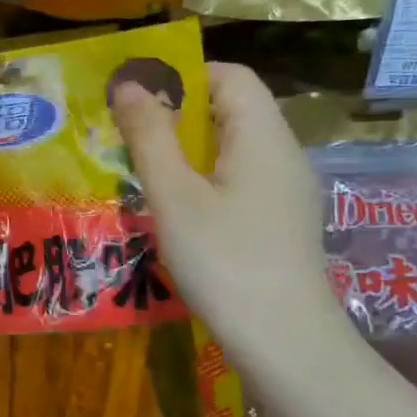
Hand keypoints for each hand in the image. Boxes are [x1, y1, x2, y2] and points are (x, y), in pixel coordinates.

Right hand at [112, 62, 347, 375]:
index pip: (231, 76)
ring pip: (234, 148)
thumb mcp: (174, 196)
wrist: (284, 342)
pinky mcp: (282, 221)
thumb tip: (129, 84)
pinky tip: (176, 209)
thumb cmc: (224, 260)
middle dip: (178, 114)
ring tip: (143, 171)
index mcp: (263, 136)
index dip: (183, 75)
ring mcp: (287, 190)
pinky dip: (205, 178)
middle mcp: (284, 154)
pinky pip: (240, 178)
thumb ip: (150, 136)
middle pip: (233, 110)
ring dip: (188, 149)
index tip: (137, 96)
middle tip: (129, 136)